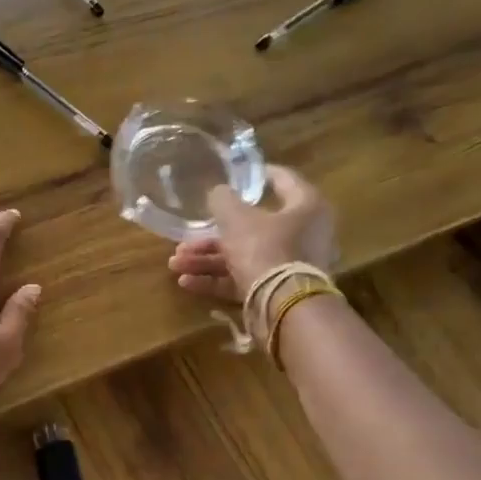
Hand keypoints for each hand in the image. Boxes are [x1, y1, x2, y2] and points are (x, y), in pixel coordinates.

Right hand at [167, 165, 336, 302]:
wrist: (284, 307)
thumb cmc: (265, 249)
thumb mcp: (237, 219)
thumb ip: (223, 201)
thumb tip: (218, 191)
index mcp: (305, 207)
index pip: (284, 180)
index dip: (258, 174)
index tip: (237, 173)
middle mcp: (303, 234)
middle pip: (252, 227)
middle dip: (212, 235)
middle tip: (185, 237)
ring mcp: (290, 266)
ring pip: (243, 256)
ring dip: (207, 260)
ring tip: (175, 263)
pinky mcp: (277, 291)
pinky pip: (243, 280)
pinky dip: (216, 280)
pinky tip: (185, 282)